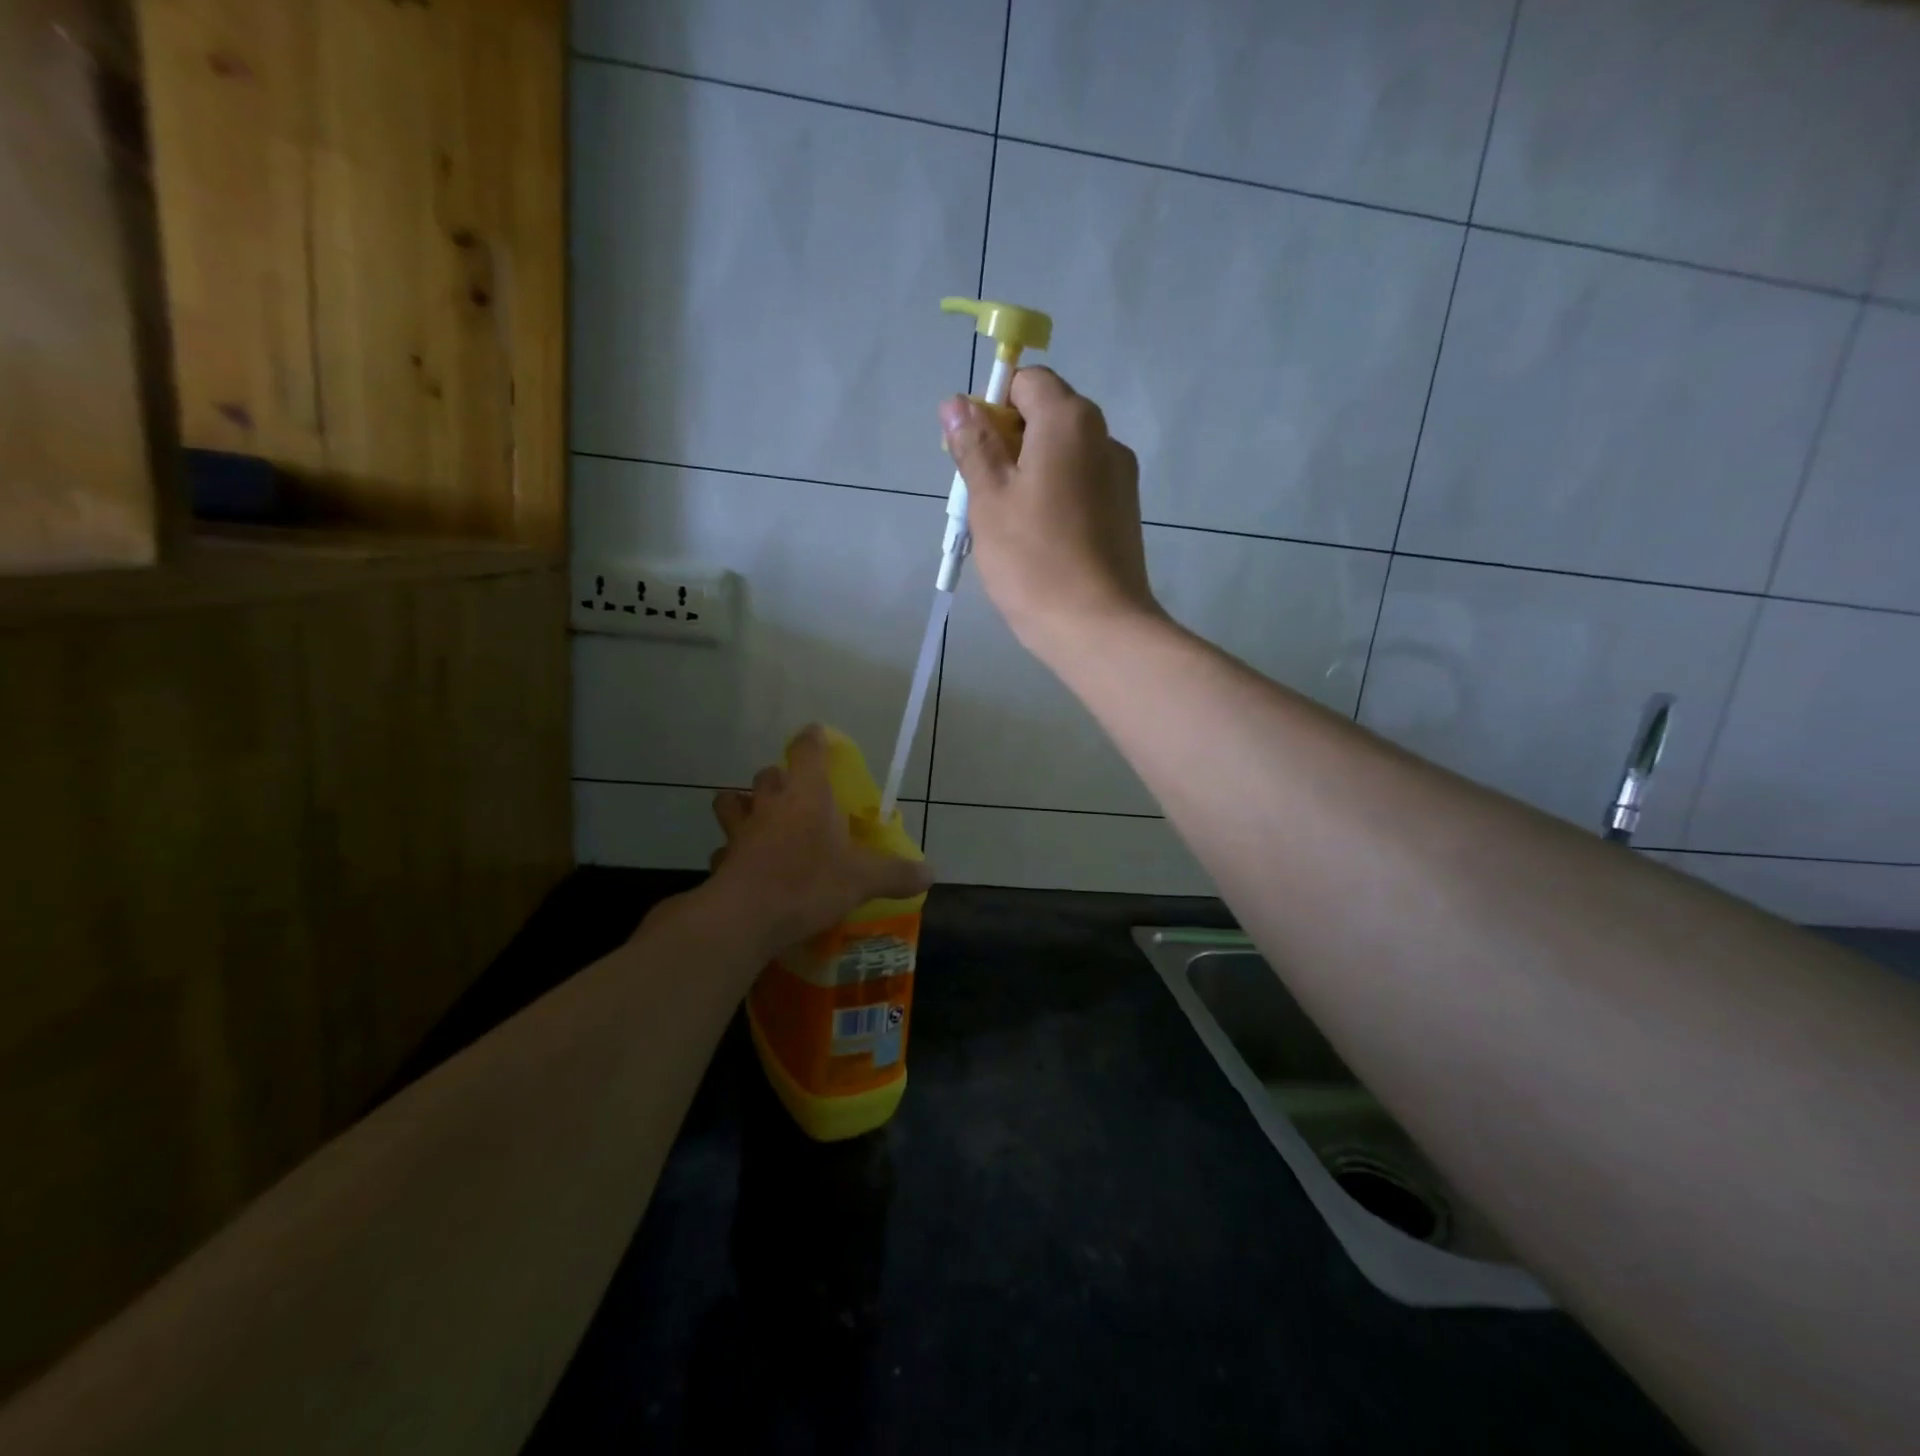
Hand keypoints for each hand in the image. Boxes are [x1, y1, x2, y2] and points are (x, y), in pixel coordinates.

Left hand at [705, 725, 932, 956]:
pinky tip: (744, 864)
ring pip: (732, 802)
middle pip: (768, 774)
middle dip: (780, 778)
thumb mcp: (863, 880)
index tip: (817, 735)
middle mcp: (771, 804)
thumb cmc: (809, 883)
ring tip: (759, 820)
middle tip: (796, 794)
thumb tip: (931, 873)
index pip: (806, 750)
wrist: (746, 917)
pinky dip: (732, 851)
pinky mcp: (723, 859)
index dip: (812, 739)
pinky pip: (724, 847)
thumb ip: (896, 874)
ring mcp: (741, 830)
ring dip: (743, 805)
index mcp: (807, 795)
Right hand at [940, 367, 1161, 657]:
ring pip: (1062, 456)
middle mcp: (1104, 437)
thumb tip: (956, 403)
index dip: (992, 407)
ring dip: (1029, 475)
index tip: (974, 454)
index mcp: (1070, 421)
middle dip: (1007, 445)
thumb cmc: (1033, 559)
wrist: (1097, 627)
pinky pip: (1080, 487)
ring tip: (1008, 527)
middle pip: (1047, 417)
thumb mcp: (989, 499)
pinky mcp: (1125, 513)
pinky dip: (1054, 498)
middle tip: (983, 496)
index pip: (1027, 382)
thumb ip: (973, 446)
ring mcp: (1120, 477)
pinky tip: (1039, 542)